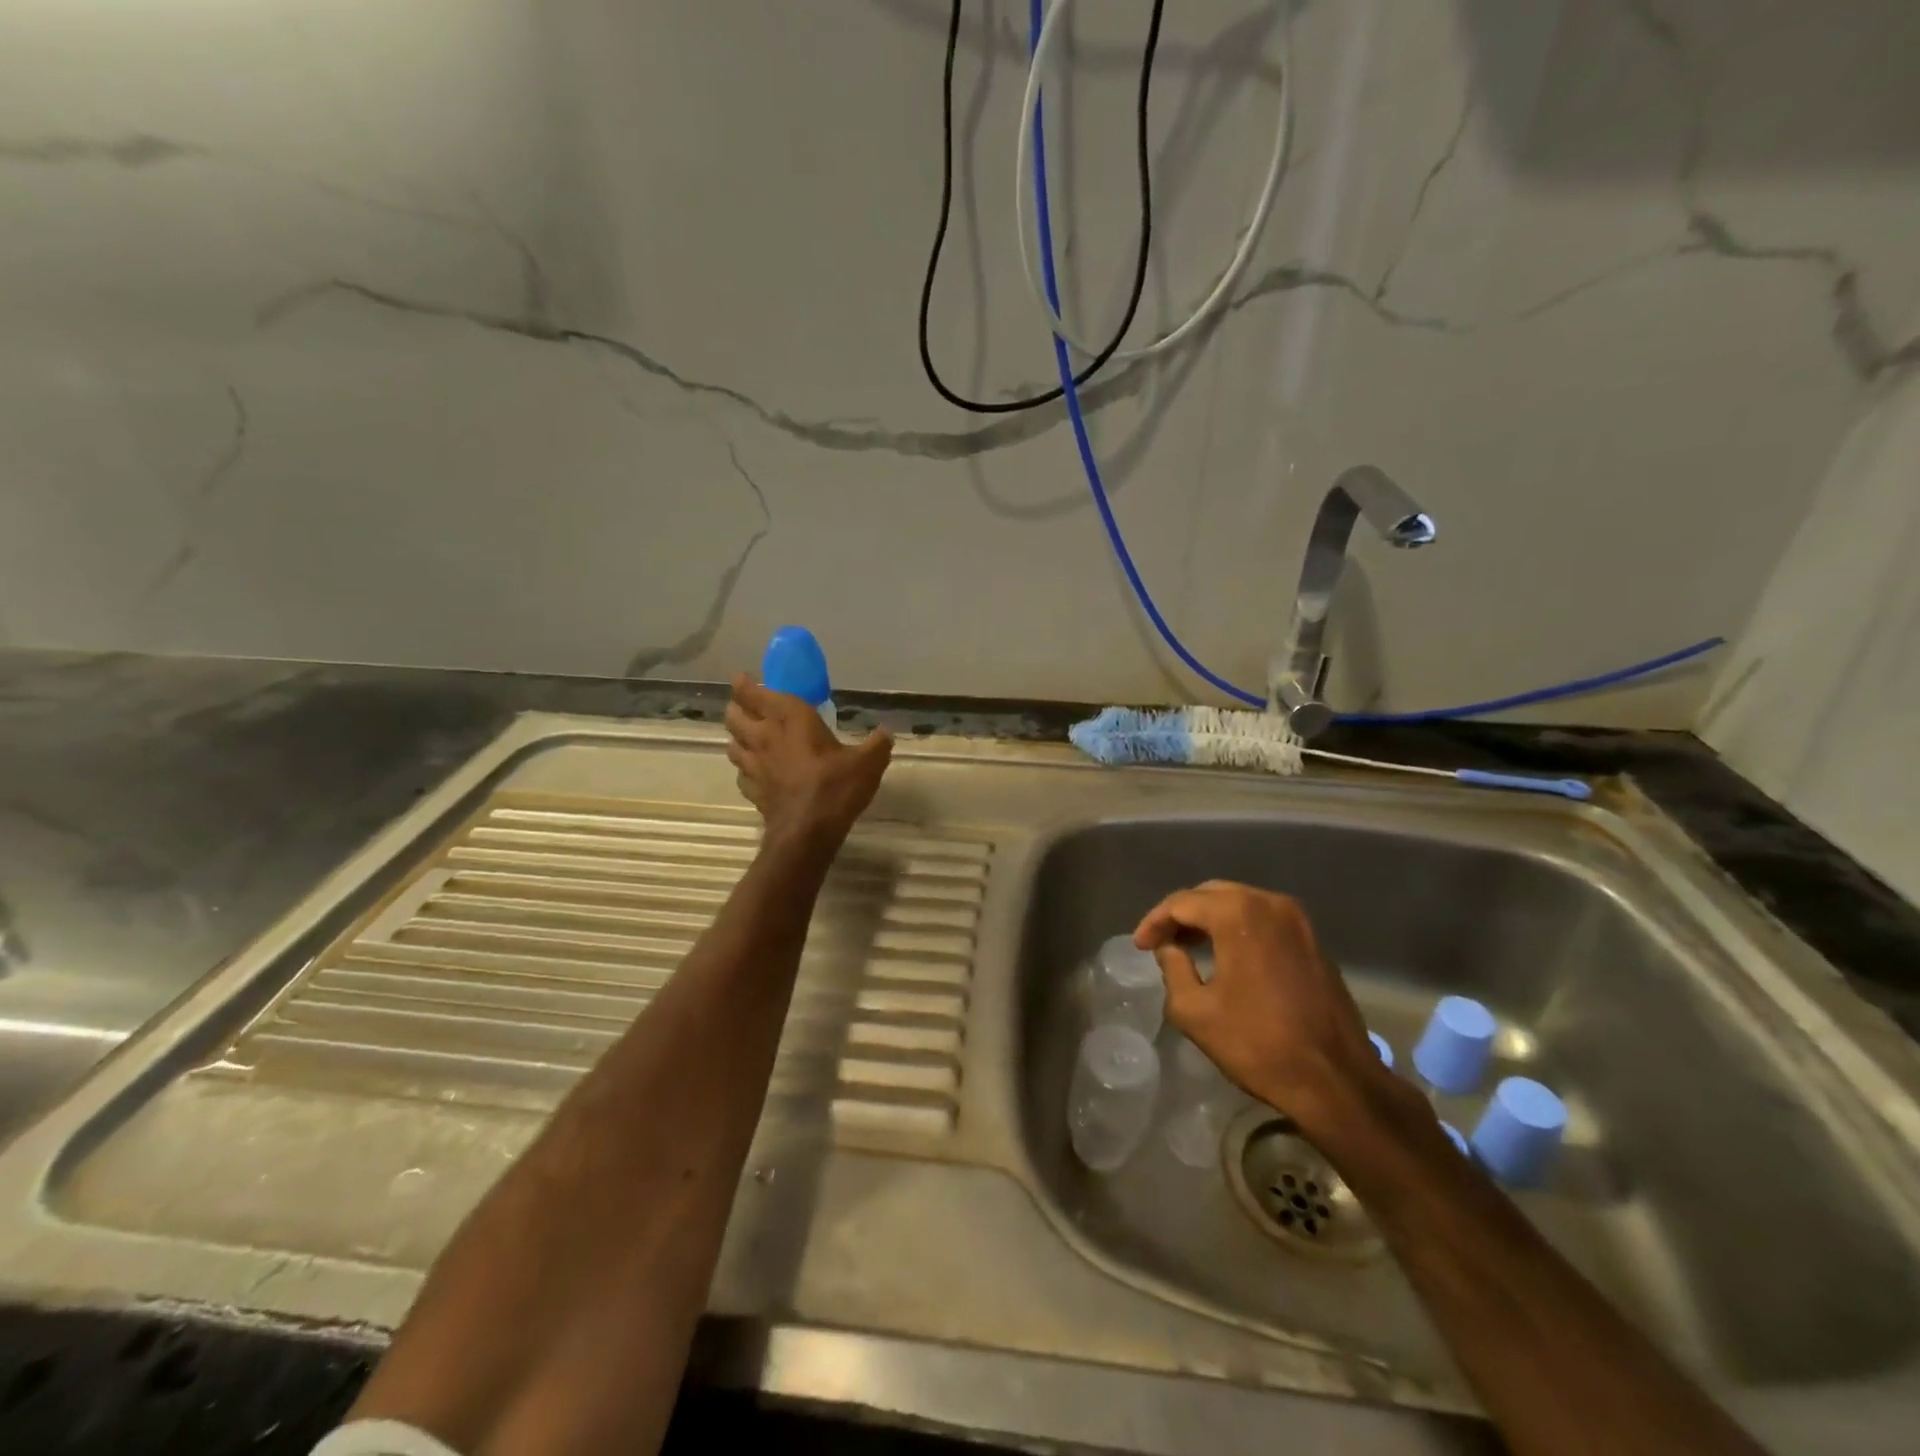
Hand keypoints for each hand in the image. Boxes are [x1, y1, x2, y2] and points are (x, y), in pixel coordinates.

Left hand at [724, 673, 893, 845]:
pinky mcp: (753, 790)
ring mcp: (754, 765)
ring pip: (732, 743)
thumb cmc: (835, 787)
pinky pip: (741, 773)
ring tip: (748, 736)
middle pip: (735, 715)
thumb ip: (877, 745)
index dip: (744, 685)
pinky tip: (756, 772)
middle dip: (737, 707)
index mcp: (790, 719)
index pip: (755, 694)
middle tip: (746, 706)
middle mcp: (765, 737)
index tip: (743, 678)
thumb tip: (886, 733)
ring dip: (737, 736)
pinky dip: (745, 768)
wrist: (807, 833)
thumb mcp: (868, 763)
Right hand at [1134, 881, 1391, 1136]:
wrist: (1336, 1079)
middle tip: (1162, 941)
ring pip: (1241, 905)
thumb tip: (1170, 949)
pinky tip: (1226, 955)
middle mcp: (1270, 904)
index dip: (1155, 921)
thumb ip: (1172, 969)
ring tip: (1188, 946)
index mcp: (1238, 914)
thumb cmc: (1257, 1044)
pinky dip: (1239, 930)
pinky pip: (1265, 921)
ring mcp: (1298, 921)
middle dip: (1183, 915)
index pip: (1182, 902)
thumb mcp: (1195, 1011)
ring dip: (1211, 920)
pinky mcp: (1314, 942)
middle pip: (1212, 895)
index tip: (1140, 945)